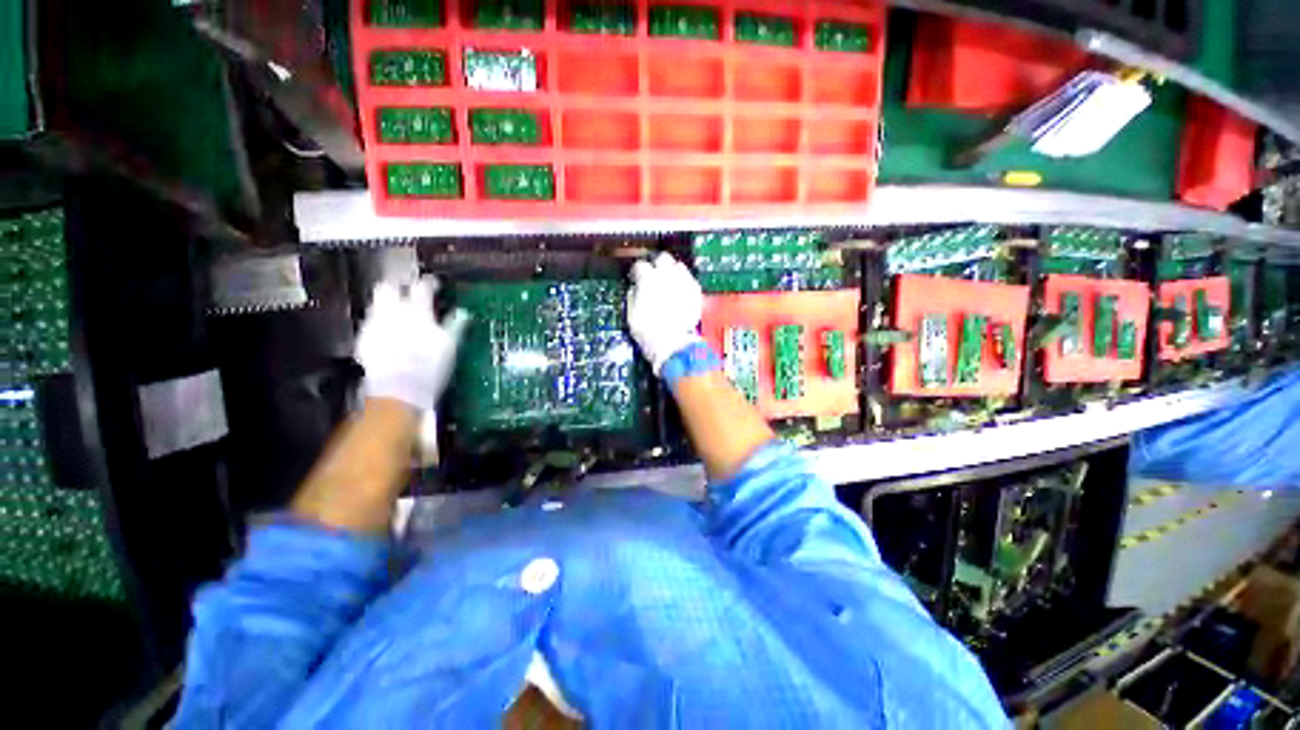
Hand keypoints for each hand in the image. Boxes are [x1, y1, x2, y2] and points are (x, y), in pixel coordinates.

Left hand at [356, 275, 468, 410]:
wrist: (399, 390)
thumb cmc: (431, 366)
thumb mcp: (450, 345)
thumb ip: (455, 325)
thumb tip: (463, 312)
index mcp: (417, 311)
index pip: (422, 286)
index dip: (429, 283)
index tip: (435, 285)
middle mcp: (392, 312)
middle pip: (388, 286)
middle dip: (398, 286)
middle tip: (409, 293)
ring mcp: (374, 324)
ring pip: (377, 303)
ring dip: (388, 305)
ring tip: (400, 315)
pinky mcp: (363, 339)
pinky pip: (371, 323)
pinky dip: (381, 324)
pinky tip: (390, 335)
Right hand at [627, 253, 703, 374]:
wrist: (672, 344)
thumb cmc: (647, 331)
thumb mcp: (631, 314)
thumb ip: (633, 296)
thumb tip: (635, 289)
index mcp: (648, 279)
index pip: (640, 265)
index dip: (637, 272)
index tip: (636, 279)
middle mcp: (667, 275)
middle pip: (663, 258)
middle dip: (657, 264)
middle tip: (654, 276)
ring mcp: (684, 282)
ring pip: (679, 266)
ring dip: (672, 272)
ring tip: (669, 283)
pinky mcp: (696, 291)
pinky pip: (689, 280)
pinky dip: (684, 283)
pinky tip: (680, 293)